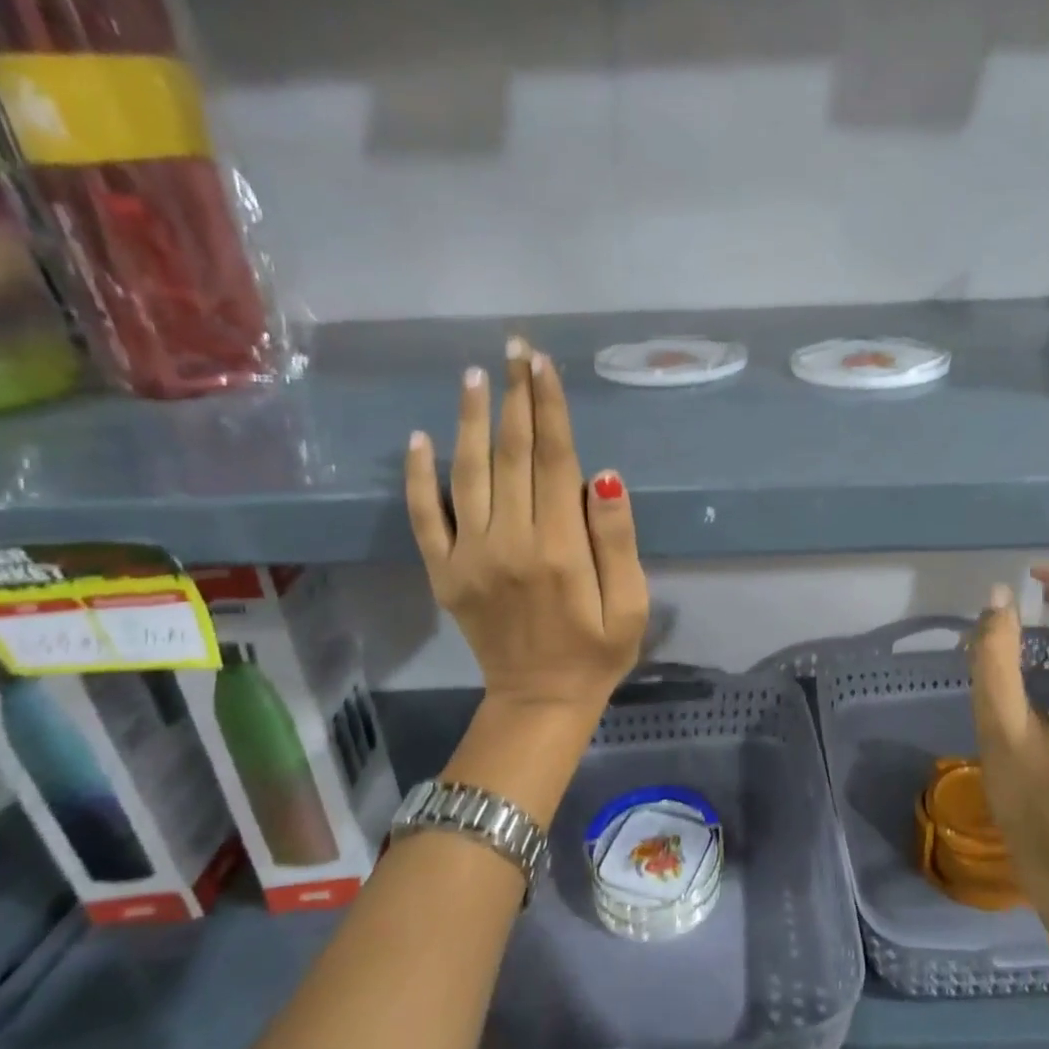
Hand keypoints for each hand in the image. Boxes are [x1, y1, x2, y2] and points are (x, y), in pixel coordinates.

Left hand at [404, 338, 648, 720]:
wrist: (539, 700)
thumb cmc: (597, 649)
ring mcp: (469, 556)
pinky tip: (420, 438)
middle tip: (515, 348)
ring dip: (470, 420)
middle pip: (511, 454)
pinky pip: (425, 517)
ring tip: (474, 375)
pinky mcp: (444, 572)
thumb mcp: (629, 602)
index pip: (553, 460)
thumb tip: (604, 475)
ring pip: (466, 474)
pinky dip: (418, 477)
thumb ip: (616, 538)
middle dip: (515, 396)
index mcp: (559, 547)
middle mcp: (509, 542)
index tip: (543, 364)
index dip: (549, 407)